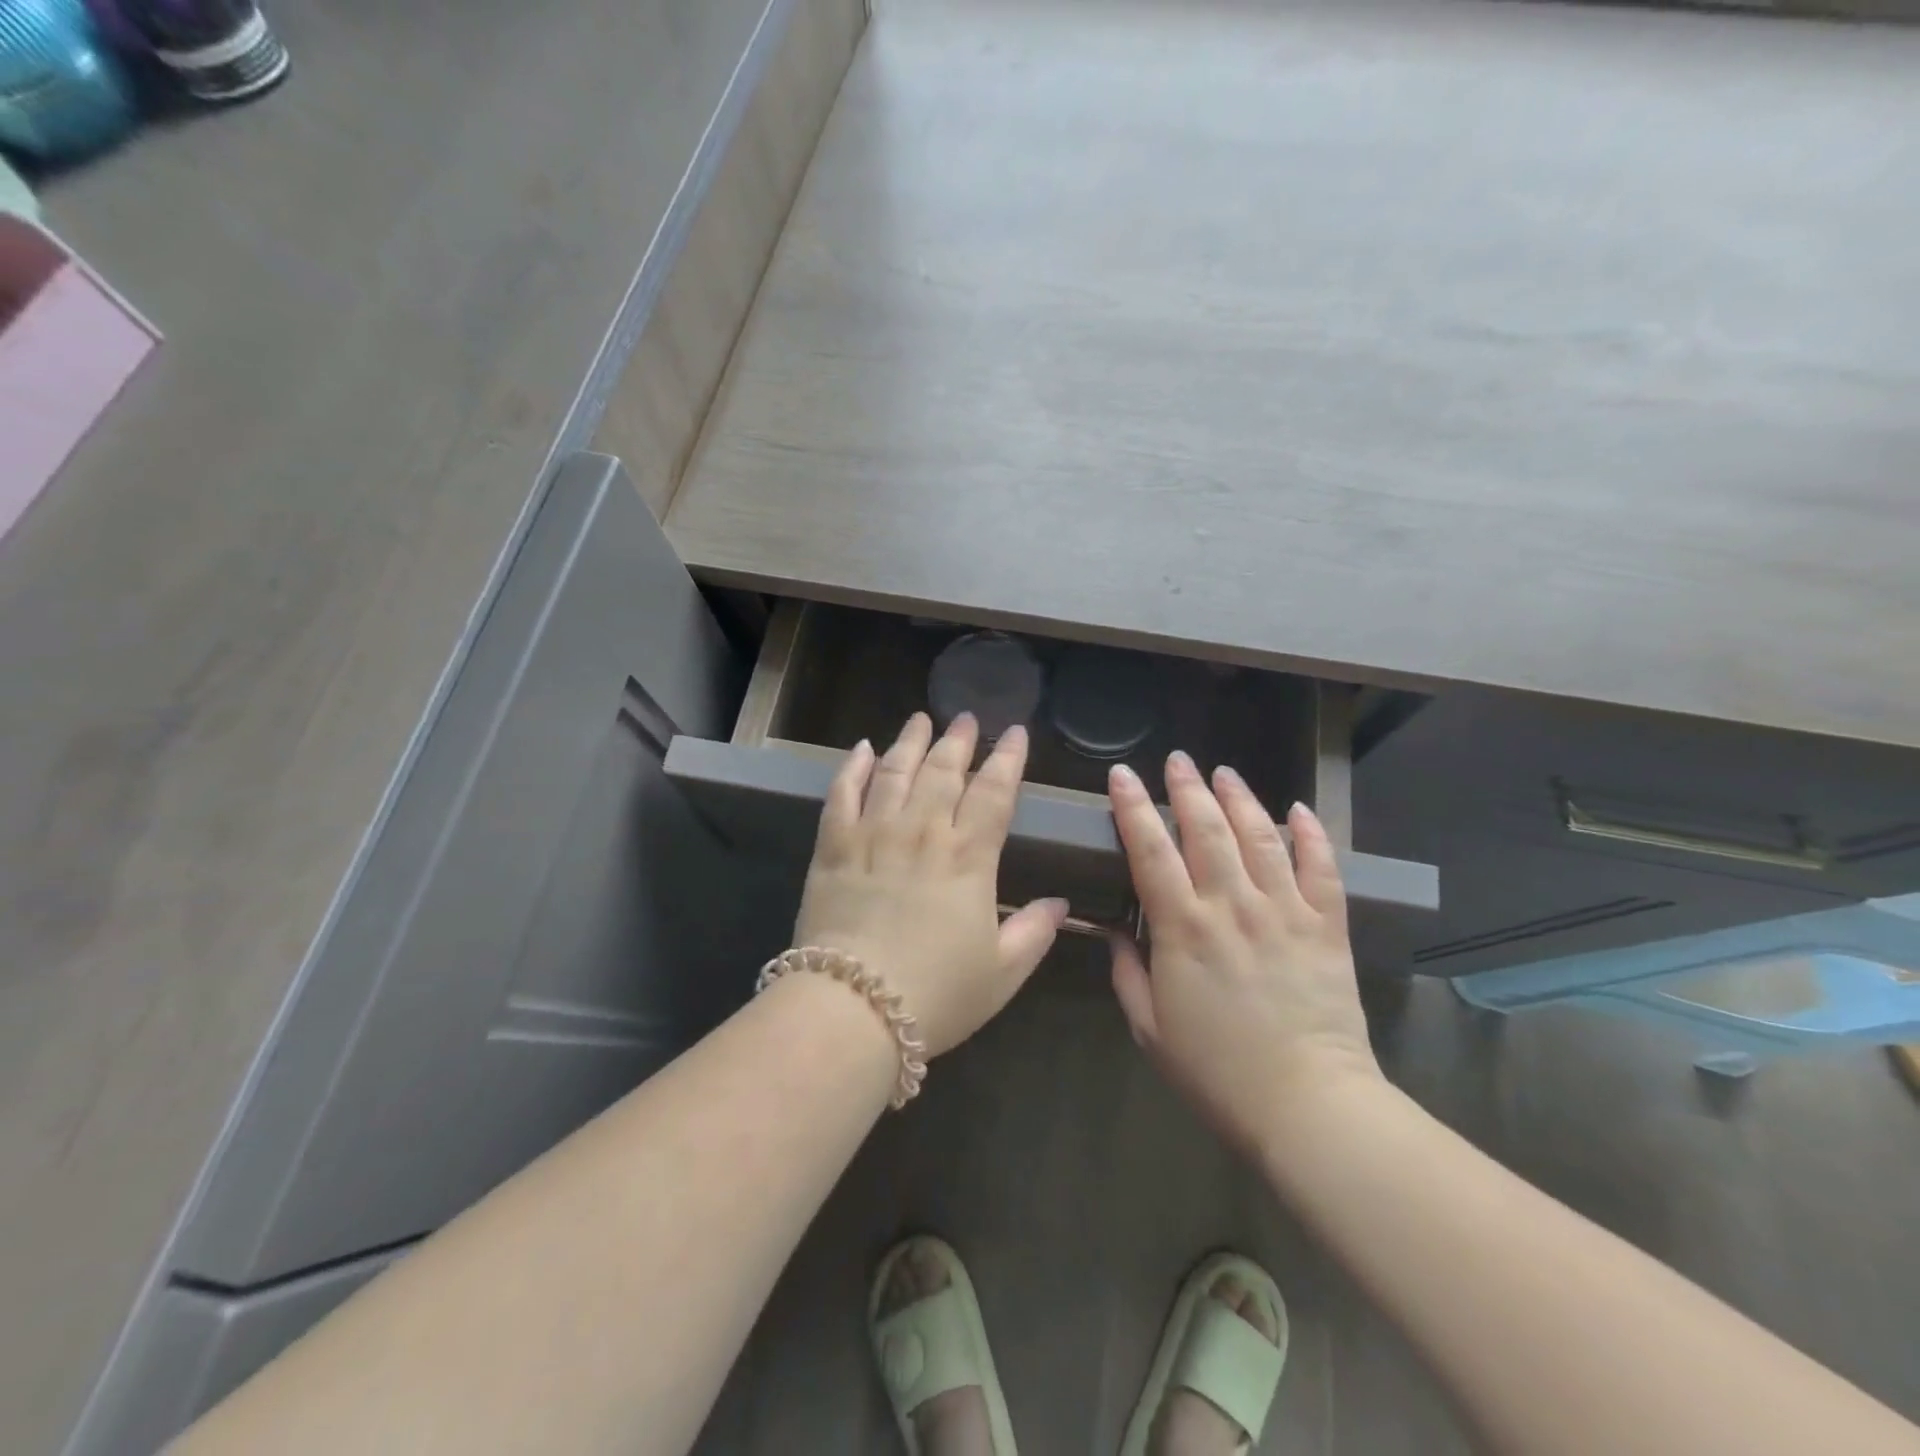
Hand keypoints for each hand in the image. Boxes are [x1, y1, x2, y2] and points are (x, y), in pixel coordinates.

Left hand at [793, 712, 1068, 1056]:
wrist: (853, 1008)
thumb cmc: (937, 995)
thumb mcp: (1002, 973)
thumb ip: (1034, 932)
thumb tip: (1061, 903)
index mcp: (968, 858)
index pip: (994, 793)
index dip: (1007, 759)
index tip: (1015, 733)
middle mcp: (923, 832)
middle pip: (943, 771)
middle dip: (959, 740)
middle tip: (966, 718)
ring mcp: (874, 835)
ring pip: (894, 771)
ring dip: (910, 741)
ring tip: (921, 719)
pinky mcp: (833, 848)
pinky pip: (842, 795)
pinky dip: (852, 768)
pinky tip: (862, 749)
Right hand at [1106, 751, 1382, 1157]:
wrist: (1307, 1105)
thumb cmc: (1216, 1072)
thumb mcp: (1149, 1028)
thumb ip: (1126, 972)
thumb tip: (1110, 931)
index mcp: (1182, 928)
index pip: (1150, 850)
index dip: (1133, 807)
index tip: (1122, 775)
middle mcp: (1231, 906)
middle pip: (1206, 829)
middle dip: (1187, 788)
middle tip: (1177, 760)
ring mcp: (1283, 912)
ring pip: (1259, 837)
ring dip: (1239, 798)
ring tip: (1223, 772)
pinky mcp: (1325, 926)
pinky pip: (1320, 868)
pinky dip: (1311, 835)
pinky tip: (1298, 810)